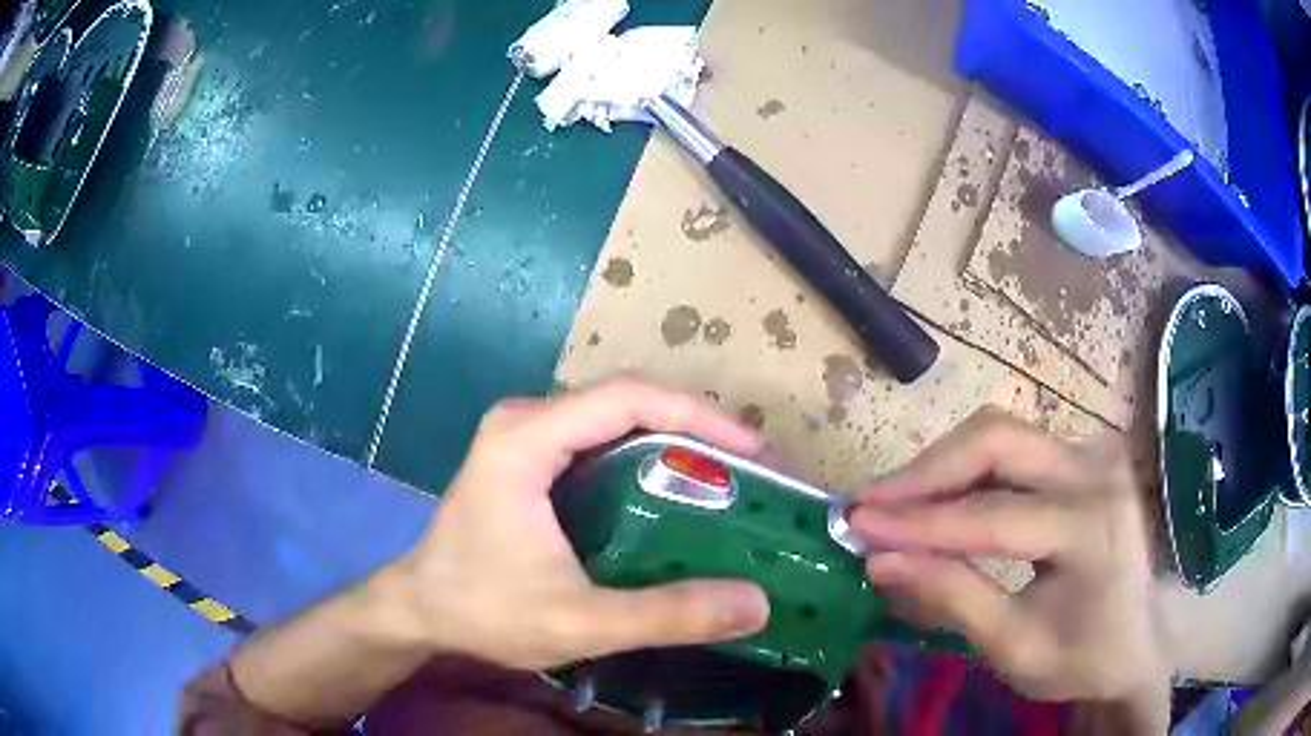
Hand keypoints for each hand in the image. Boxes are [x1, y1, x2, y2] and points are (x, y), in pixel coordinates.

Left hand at [386, 377, 771, 670]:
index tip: (752, 451)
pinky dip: (644, 458)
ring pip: (614, 418)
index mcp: (526, 439)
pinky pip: (598, 439)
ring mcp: (522, 434)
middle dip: (694, 428)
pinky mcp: (525, 456)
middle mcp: (525, 420)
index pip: (628, 397)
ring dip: (673, 441)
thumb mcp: (579, 622)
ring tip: (725, 480)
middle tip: (748, 472)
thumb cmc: (484, 611)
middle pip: (626, 400)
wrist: (419, 611)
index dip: (699, 415)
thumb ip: (666, 615)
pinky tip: (673, 494)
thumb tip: (756, 603)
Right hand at [849, 409, 1168, 720]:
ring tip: (896, 505)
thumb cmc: (1079, 657)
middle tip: (871, 504)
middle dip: (927, 471)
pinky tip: (941, 498)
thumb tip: (881, 561)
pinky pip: (1015, 446)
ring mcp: (1095, 453)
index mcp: (1094, 530)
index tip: (855, 523)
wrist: (1136, 639)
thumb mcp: (1013, 648)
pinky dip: (968, 469)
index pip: (994, 515)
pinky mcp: (1084, 453)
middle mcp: (1098, 472)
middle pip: (999, 440)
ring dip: (942, 467)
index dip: (919, 521)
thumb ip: (952, 598)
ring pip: (1002, 434)